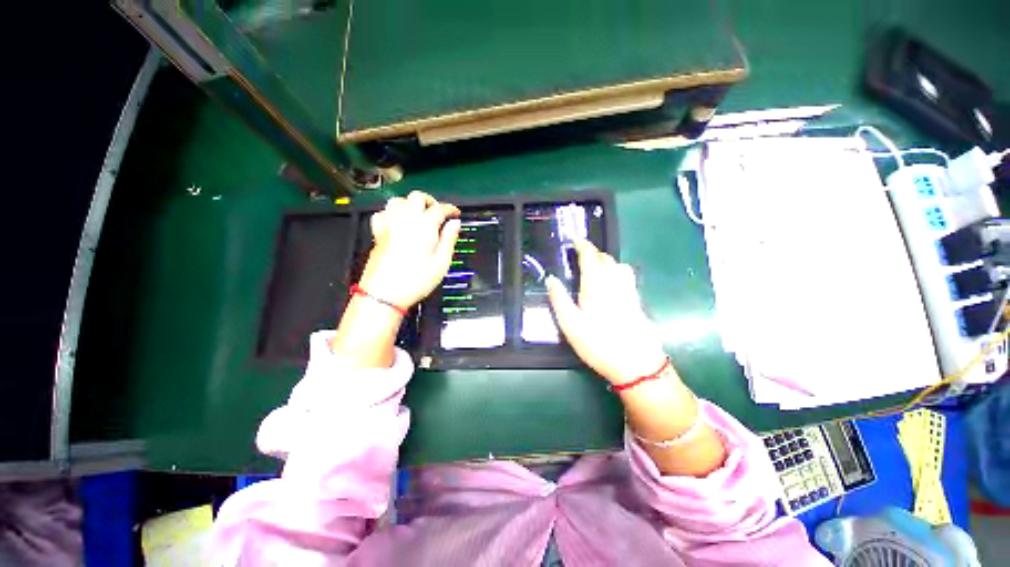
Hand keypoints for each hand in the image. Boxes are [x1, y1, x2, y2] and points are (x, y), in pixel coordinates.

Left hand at [358, 191, 460, 307]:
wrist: (385, 293)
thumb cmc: (416, 280)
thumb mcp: (442, 262)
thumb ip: (449, 239)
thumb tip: (455, 224)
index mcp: (424, 226)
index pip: (440, 208)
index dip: (451, 209)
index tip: (455, 214)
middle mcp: (406, 220)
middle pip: (417, 196)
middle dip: (430, 201)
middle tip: (437, 212)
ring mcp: (390, 225)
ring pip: (398, 200)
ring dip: (410, 203)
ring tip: (418, 215)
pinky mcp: (378, 233)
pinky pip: (382, 213)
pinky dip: (391, 213)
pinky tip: (397, 222)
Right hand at [546, 240, 667, 384]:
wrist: (637, 364)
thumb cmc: (598, 343)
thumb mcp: (570, 324)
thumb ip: (559, 299)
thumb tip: (551, 279)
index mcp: (597, 284)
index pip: (590, 256)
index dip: (582, 245)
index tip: (575, 240)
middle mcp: (615, 281)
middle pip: (606, 258)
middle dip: (593, 252)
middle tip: (580, 255)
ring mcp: (629, 290)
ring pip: (619, 265)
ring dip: (606, 260)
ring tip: (595, 267)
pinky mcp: (636, 300)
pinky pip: (626, 276)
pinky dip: (616, 271)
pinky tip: (611, 283)